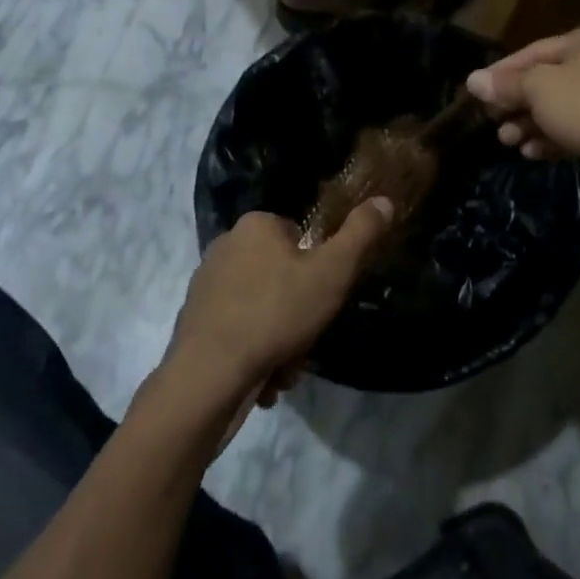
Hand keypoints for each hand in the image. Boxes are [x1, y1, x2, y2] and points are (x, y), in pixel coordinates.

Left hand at [161, 200, 393, 425]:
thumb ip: (361, 234)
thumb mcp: (332, 272)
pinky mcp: (194, 322)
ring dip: (281, 338)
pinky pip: (238, 331)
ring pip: (262, 308)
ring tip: (285, 368)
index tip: (324, 298)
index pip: (299, 236)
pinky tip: (263, 379)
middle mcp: (225, 246)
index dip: (319, 269)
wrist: (208, 377)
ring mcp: (205, 285)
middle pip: (281, 275)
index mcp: (256, 225)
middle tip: (307, 339)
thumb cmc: (276, 313)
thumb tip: (385, 200)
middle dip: (300, 312)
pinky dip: (255, 352)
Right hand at [466, 23, 579, 179]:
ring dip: (530, 124)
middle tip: (492, 121)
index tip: (477, 92)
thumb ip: (506, 84)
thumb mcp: (538, 88)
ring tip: (508, 141)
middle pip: (548, 80)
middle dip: (516, 103)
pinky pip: (578, 128)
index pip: (535, 50)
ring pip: (562, 107)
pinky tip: (532, 153)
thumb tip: (473, 80)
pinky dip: (553, 138)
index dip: (503, 72)